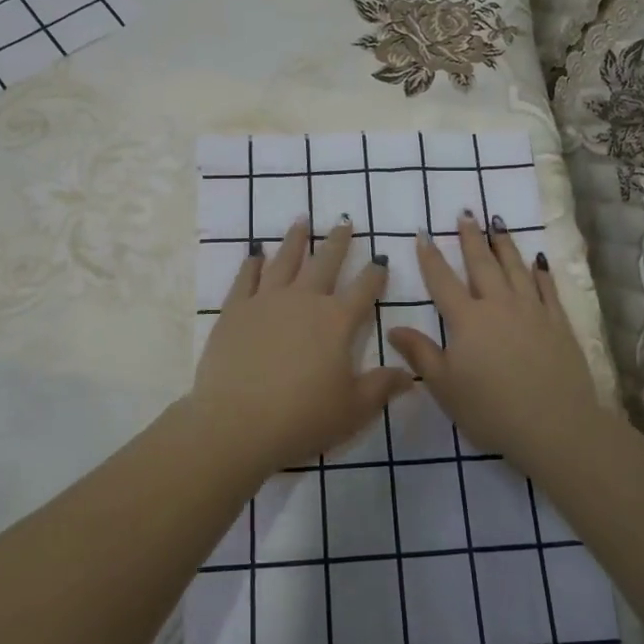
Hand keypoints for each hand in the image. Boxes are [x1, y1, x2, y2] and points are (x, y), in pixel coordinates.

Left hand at [187, 218, 412, 475]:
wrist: (237, 423)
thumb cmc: (303, 418)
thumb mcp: (354, 409)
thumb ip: (382, 387)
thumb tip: (409, 375)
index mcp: (337, 321)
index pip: (364, 289)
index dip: (375, 274)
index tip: (380, 260)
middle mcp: (304, 300)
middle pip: (325, 262)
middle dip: (338, 242)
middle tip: (344, 222)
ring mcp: (266, 301)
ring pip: (285, 260)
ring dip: (295, 239)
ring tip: (302, 220)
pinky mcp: (235, 310)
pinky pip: (246, 278)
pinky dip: (253, 264)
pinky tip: (256, 255)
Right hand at [386, 215, 602, 464]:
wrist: (555, 425)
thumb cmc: (491, 410)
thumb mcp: (445, 387)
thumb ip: (420, 354)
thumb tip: (394, 328)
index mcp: (467, 320)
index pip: (443, 281)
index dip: (430, 257)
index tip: (423, 233)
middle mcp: (499, 305)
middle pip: (482, 264)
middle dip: (471, 238)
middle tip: (466, 213)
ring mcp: (532, 311)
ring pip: (515, 268)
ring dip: (504, 244)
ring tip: (498, 222)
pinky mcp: (558, 322)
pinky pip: (547, 288)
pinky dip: (540, 271)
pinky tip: (537, 260)